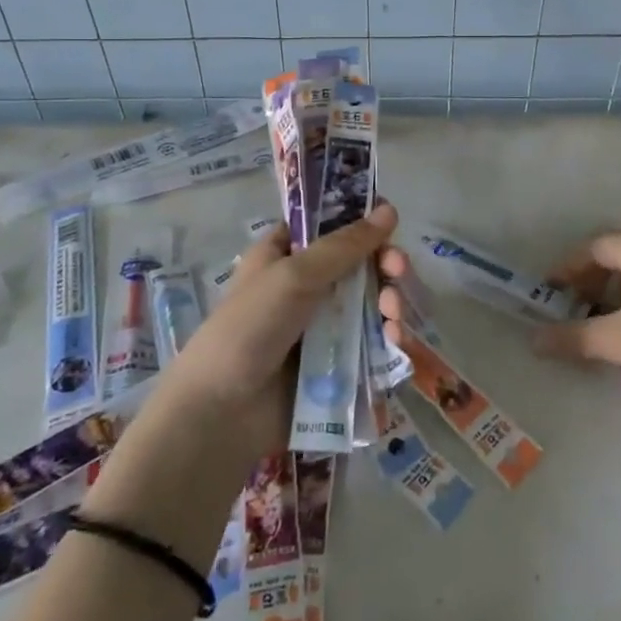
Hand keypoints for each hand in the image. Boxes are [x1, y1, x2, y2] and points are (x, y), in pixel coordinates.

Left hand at [159, 202, 405, 457]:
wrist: (222, 412)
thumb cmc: (250, 327)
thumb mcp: (295, 275)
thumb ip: (345, 245)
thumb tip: (390, 209)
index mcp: (286, 254)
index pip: (330, 226)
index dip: (361, 222)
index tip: (388, 225)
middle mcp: (306, 286)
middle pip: (358, 264)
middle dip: (384, 266)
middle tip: (397, 271)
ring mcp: (321, 327)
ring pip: (369, 304)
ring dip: (389, 304)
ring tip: (393, 318)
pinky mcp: (334, 365)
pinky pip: (369, 343)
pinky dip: (386, 340)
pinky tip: (394, 343)